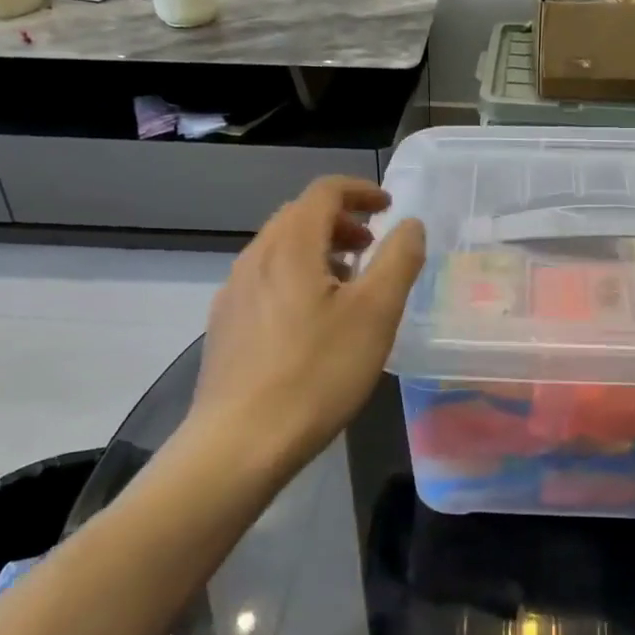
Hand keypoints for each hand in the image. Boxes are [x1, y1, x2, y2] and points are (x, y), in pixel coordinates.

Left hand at [185, 176, 425, 466]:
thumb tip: (409, 224)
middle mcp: (254, 257)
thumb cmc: (317, 371)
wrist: (239, 443)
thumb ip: (399, 259)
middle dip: (340, 221)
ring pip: (279, 249)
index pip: (324, 192)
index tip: (388, 207)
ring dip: (318, 250)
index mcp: (290, 245)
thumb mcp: (377, 313)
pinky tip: (312, 321)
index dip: (360, 190)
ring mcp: (233, 293)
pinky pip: (265, 280)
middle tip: (372, 246)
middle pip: (299, 217)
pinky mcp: (225, 325)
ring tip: (348, 284)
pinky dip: (296, 277)